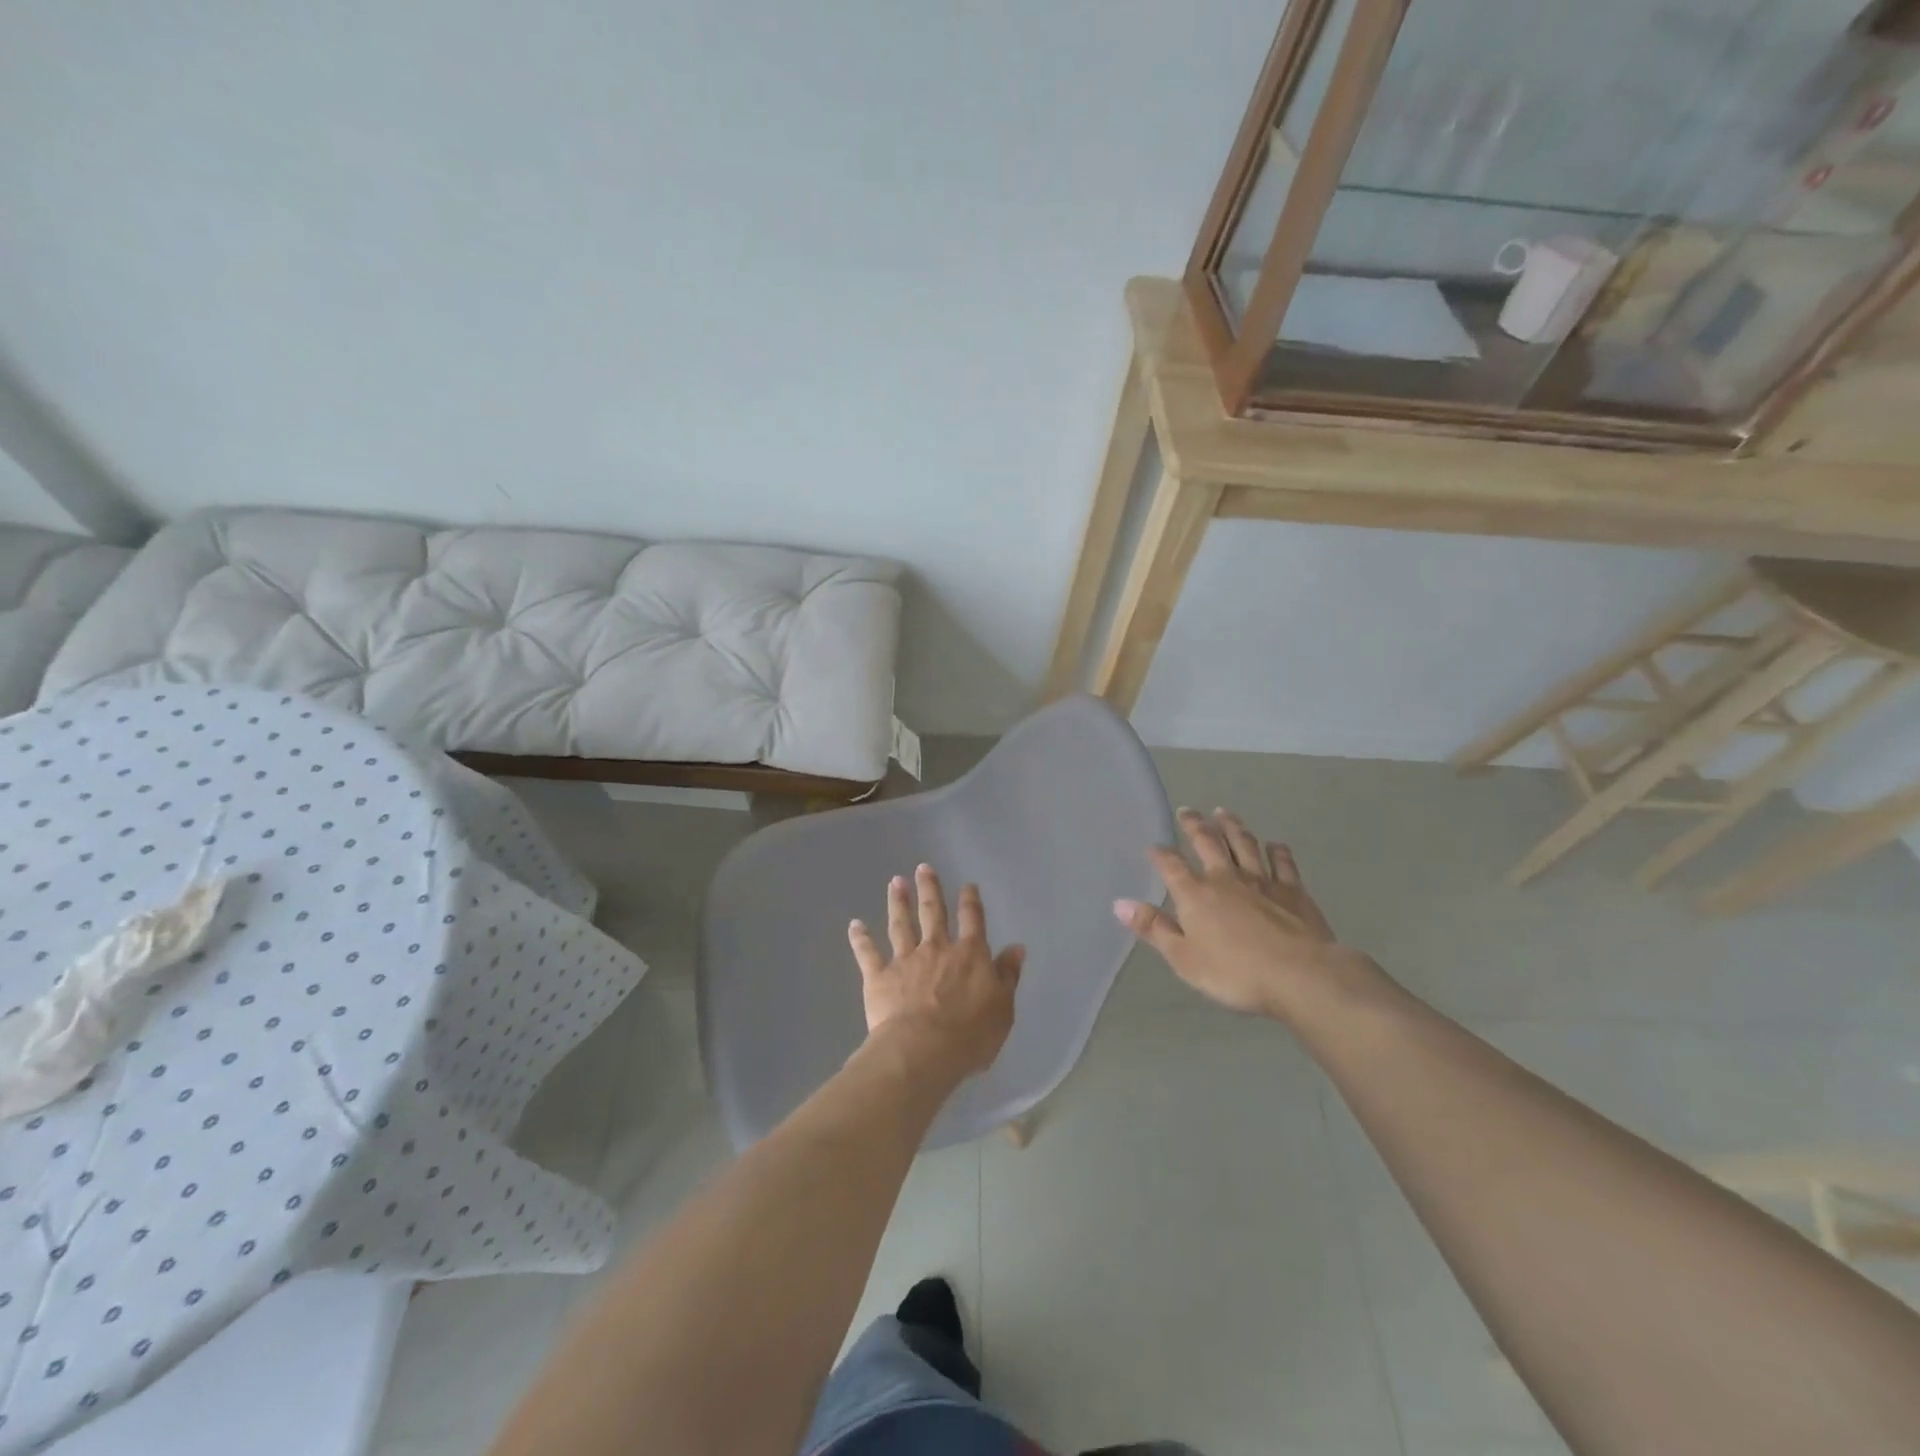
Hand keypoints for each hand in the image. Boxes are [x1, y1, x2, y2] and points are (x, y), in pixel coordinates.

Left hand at [848, 864, 1023, 1079]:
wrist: (923, 1050)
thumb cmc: (970, 1035)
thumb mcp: (1002, 1007)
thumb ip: (1007, 975)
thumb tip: (1016, 948)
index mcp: (969, 955)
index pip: (972, 920)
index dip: (970, 901)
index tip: (967, 885)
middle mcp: (936, 949)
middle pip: (933, 912)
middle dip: (929, 888)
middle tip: (923, 867)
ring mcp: (905, 960)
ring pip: (901, 924)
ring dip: (898, 902)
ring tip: (895, 882)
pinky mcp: (879, 976)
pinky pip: (868, 953)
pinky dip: (860, 938)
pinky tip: (854, 924)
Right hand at [1114, 808, 1380, 1022]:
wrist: (1300, 975)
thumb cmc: (1234, 972)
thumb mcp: (1183, 958)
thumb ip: (1154, 928)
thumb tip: (1120, 903)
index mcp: (1196, 894)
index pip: (1171, 865)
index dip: (1160, 854)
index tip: (1154, 846)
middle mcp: (1226, 877)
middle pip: (1207, 842)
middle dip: (1194, 825)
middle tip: (1187, 811)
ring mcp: (1262, 880)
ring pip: (1244, 844)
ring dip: (1232, 826)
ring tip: (1223, 812)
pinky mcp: (1293, 890)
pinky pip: (1283, 863)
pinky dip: (1277, 851)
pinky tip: (1274, 844)